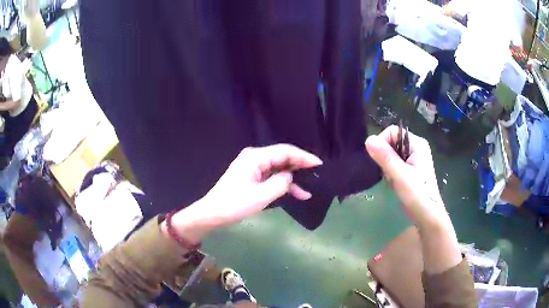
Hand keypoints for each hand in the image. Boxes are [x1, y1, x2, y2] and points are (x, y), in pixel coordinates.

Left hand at [166, 144, 321, 242]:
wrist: (213, 213)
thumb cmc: (234, 204)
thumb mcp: (261, 196)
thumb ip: (281, 183)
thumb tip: (290, 176)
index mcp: (256, 157)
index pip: (285, 151)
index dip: (303, 157)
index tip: (319, 164)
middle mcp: (255, 157)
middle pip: (282, 157)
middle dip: (300, 166)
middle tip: (317, 175)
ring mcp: (253, 166)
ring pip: (279, 168)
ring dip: (293, 178)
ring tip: (308, 189)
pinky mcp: (252, 176)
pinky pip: (272, 176)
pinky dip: (283, 183)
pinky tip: (295, 192)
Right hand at [365, 126, 447, 227]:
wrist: (427, 216)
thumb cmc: (417, 195)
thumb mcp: (400, 175)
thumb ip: (385, 157)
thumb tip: (368, 139)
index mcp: (417, 144)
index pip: (393, 132)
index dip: (382, 143)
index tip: (378, 161)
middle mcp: (416, 147)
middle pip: (392, 142)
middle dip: (385, 157)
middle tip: (388, 173)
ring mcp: (414, 159)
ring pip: (392, 154)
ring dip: (387, 166)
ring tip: (392, 180)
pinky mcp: (411, 169)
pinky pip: (395, 164)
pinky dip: (390, 172)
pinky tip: (394, 183)